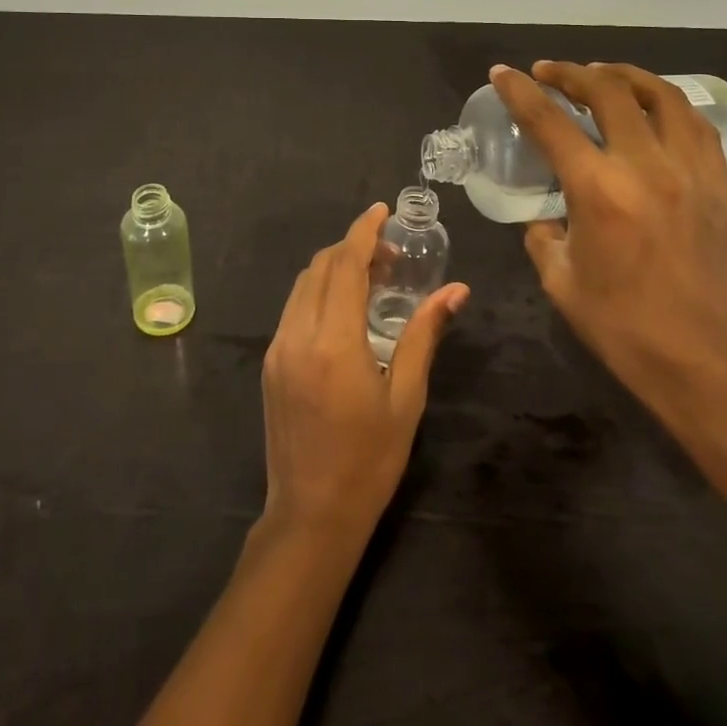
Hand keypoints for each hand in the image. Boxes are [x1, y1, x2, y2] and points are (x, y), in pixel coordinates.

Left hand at [260, 203, 469, 536]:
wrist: (311, 514)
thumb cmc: (370, 460)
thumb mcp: (406, 397)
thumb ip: (424, 335)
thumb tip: (456, 291)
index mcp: (334, 341)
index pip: (345, 264)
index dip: (363, 231)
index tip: (381, 211)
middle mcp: (298, 334)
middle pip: (320, 267)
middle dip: (352, 247)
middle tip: (390, 256)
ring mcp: (278, 348)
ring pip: (302, 285)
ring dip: (334, 268)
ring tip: (371, 279)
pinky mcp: (270, 364)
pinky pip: (293, 308)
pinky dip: (318, 292)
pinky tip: (344, 310)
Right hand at [489, 61, 726, 424]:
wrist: (705, 361)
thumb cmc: (623, 327)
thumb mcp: (560, 281)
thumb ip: (543, 236)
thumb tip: (545, 215)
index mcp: (598, 191)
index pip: (550, 122)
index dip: (520, 92)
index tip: (504, 73)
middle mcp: (646, 167)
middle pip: (608, 91)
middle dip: (571, 72)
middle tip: (549, 72)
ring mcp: (690, 171)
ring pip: (661, 95)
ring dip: (625, 76)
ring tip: (601, 75)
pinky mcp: (719, 185)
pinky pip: (695, 125)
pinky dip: (667, 104)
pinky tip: (652, 108)